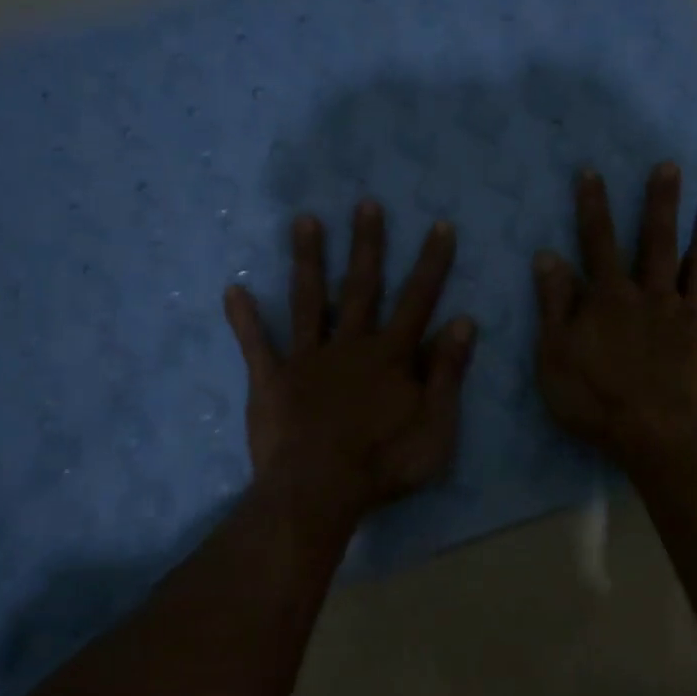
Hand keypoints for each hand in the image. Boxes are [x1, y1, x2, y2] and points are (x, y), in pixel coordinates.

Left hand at [223, 201, 475, 522]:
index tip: (439, 225)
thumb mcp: (436, 426)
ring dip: (308, 260)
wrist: (319, 491)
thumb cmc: (384, 464)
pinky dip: (244, 318)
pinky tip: (233, 289)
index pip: (418, 300)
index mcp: (390, 356)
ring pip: (309, 300)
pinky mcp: (272, 379)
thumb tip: (464, 322)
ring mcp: (307, 359)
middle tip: (366, 204)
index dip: (432, 263)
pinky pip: (256, 344)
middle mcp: (349, 344)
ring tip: (304, 220)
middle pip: (361, 286)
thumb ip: (448, 373)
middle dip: (367, 244)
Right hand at [534, 163, 696, 469]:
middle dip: (661, 203)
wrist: (662, 439)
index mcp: (611, 300)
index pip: (598, 244)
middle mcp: (654, 298)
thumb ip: (554, 305)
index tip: (592, 172)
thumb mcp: (556, 356)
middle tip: (670, 166)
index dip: (593, 208)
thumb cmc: (598, 401)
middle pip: (657, 243)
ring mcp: (692, 318)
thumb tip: (548, 256)